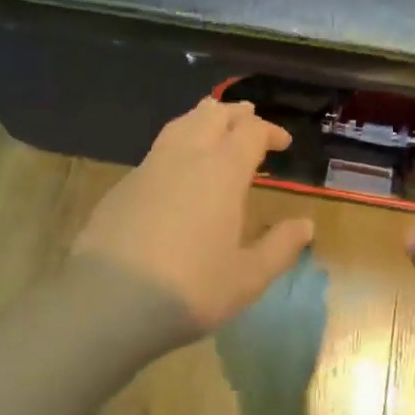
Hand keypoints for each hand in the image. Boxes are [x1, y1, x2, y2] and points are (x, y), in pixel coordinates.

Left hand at [72, 97, 314, 342]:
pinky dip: (177, 143)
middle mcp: (186, 156)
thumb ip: (280, 247)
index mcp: (222, 171)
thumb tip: (306, 225)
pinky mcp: (123, 185)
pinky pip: (158, 149)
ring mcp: (150, 167)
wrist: (108, 301)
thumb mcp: (247, 278)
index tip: (282, 143)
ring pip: (180, 124)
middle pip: (212, 115)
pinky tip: (177, 167)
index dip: (269, 131)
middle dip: (235, 114)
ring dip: (202, 118)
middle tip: (249, 120)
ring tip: (213, 124)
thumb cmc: (190, 288)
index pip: (250, 132)